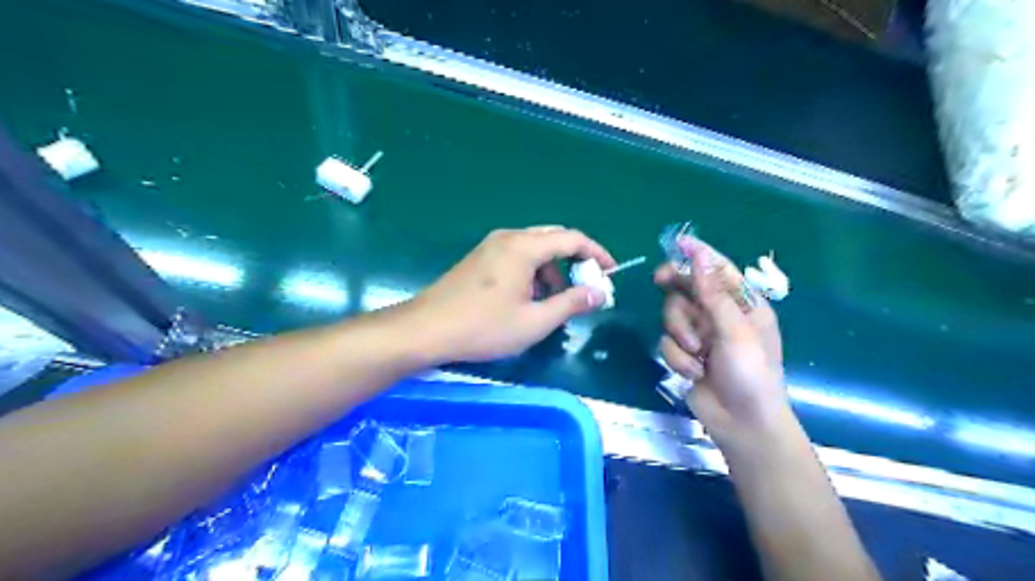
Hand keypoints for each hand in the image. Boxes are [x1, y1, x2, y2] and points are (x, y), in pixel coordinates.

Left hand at [406, 227, 611, 361]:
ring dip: (552, 270)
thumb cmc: (484, 327)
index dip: (596, 254)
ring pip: (534, 249)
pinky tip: (528, 299)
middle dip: (575, 261)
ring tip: (555, 301)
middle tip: (587, 286)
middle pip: (553, 239)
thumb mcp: (535, 321)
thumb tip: (600, 293)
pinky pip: (516, 256)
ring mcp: (490, 246)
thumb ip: (571, 304)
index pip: (572, 239)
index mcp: (524, 247)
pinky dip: (532, 272)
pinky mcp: (479, 259)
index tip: (610, 272)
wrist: (426, 329)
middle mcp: (508, 238)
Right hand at [658, 234, 788, 439]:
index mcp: (743, 305)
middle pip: (688, 288)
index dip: (699, 255)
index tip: (678, 243)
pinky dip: (678, 357)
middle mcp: (720, 316)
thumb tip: (699, 254)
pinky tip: (694, 372)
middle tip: (659, 279)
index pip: (719, 270)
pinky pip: (668, 342)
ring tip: (698, 353)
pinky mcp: (686, 354)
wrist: (741, 424)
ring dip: (681, 334)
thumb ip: (712, 292)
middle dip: (676, 289)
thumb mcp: (735, 330)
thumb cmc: (750, 374)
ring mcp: (701, 335)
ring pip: (673, 315)